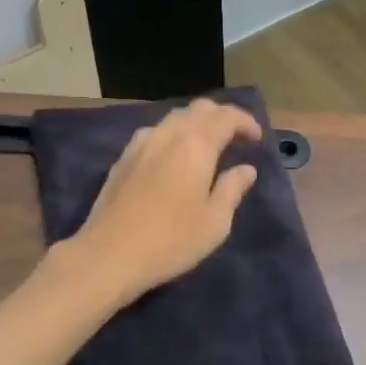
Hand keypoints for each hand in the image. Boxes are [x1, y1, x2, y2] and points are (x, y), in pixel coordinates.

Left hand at [64, 98, 262, 306]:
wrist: (108, 255)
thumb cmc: (170, 241)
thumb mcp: (214, 222)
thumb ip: (232, 189)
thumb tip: (246, 169)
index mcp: (195, 145)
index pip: (226, 116)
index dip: (245, 122)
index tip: (257, 139)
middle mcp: (167, 135)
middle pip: (198, 110)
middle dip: (221, 117)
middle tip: (235, 138)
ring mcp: (140, 144)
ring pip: (173, 119)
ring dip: (195, 125)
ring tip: (207, 147)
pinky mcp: (122, 159)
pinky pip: (154, 133)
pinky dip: (173, 136)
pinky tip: (174, 158)